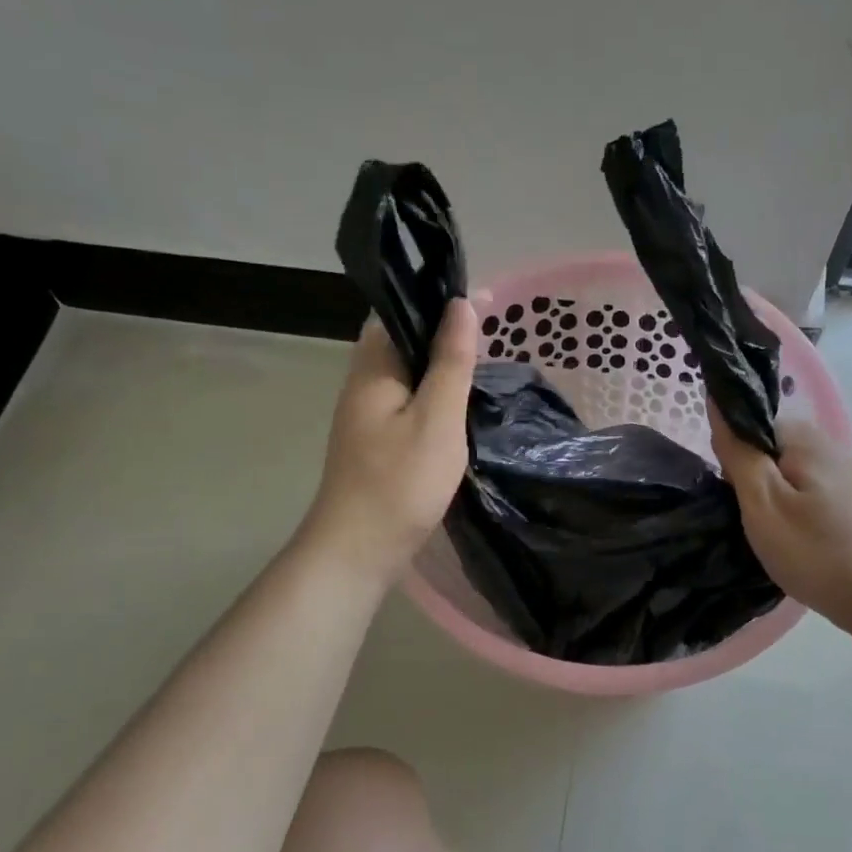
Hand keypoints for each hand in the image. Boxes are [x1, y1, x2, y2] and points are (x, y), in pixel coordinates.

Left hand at [300, 300, 477, 581]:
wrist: (359, 551)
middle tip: (491, 332)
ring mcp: (367, 416)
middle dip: (442, 332)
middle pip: (402, 342)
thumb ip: (451, 362)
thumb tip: (462, 304)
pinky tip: (460, 407)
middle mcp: (363, 385)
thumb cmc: (400, 482)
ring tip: (483, 363)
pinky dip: (435, 396)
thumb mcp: (437, 418)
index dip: (434, 299)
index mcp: (372, 369)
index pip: (397, 311)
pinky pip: (409, 403)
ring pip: (407, 375)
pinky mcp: (377, 443)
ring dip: (440, 366)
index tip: (479, 299)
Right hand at [708, 405, 851, 634]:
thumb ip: (737, 451)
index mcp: (805, 436)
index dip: (732, 451)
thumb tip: (716, 402)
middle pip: (767, 444)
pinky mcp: (845, 498)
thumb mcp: (762, 501)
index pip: (751, 421)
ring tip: (763, 528)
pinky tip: (787, 533)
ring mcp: (840, 472)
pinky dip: (786, 505)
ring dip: (765, 493)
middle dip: (747, 473)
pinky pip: (800, 487)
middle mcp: (826, 444)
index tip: (730, 489)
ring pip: (782, 469)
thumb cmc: (812, 550)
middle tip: (746, 514)